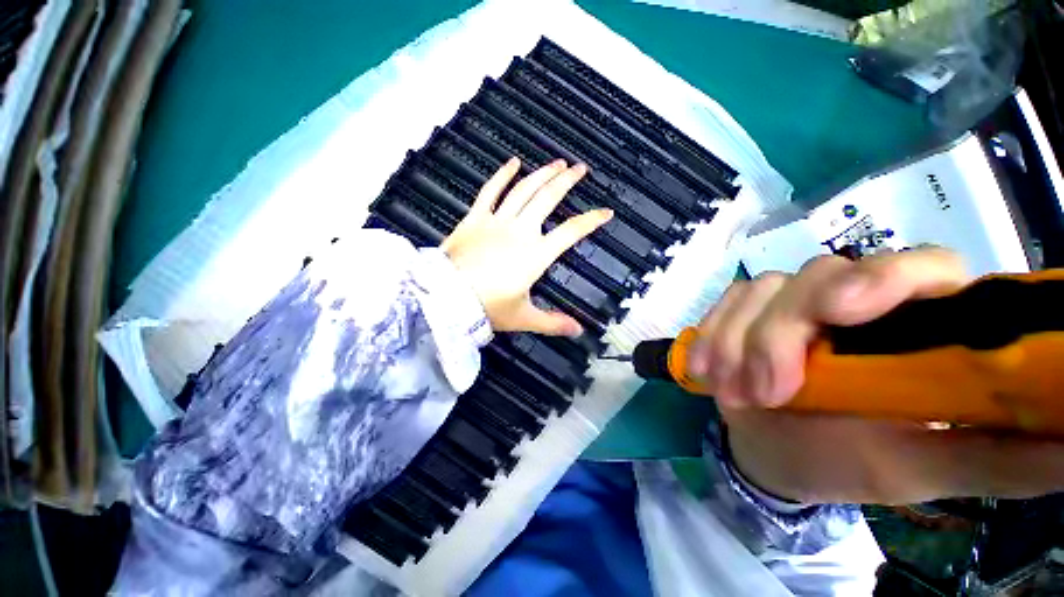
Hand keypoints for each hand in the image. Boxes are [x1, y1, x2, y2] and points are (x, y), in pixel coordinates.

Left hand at [441, 158, 611, 335]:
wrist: (447, 299)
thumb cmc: (488, 308)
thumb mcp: (524, 317)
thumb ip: (552, 323)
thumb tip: (578, 331)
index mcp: (536, 254)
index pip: (571, 232)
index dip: (591, 221)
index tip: (606, 212)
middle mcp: (521, 231)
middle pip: (548, 199)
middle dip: (567, 182)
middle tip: (580, 169)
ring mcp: (497, 221)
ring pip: (524, 190)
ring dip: (542, 174)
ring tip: (556, 163)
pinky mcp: (475, 218)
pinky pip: (490, 191)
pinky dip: (502, 175)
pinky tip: (513, 162)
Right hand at [690, 248, 1063, 503]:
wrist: (774, 452)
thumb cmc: (850, 461)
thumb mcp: (922, 468)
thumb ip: (1000, 455)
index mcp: (912, 325)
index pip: (917, 267)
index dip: (884, 278)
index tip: (845, 312)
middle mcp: (851, 299)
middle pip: (817, 275)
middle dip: (782, 331)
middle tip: (769, 388)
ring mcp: (789, 301)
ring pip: (760, 291)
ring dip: (738, 341)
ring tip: (733, 393)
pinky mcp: (744, 310)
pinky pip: (723, 305)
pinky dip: (710, 335)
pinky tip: (705, 370)